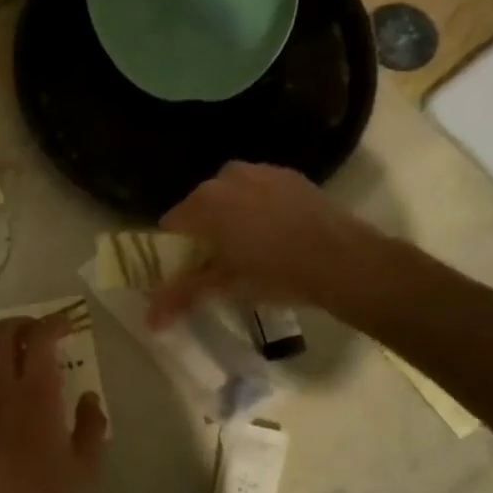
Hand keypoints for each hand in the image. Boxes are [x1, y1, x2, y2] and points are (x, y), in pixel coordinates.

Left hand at [0, 315, 105, 492]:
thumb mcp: (85, 465)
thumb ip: (91, 424)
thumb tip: (88, 398)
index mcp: (37, 393)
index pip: (40, 336)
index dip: (54, 322)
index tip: (67, 325)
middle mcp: (2, 388)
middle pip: (3, 333)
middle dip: (23, 324)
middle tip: (40, 334)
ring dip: (2, 349)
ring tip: (18, 363)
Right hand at [149, 162, 387, 323]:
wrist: (344, 260)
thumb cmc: (277, 274)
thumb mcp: (226, 287)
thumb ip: (182, 296)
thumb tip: (149, 321)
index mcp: (204, 203)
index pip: (171, 226)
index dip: (176, 252)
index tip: (190, 273)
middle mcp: (226, 177)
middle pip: (200, 208)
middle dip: (204, 234)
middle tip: (221, 267)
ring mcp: (260, 171)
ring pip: (231, 197)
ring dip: (232, 219)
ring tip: (251, 252)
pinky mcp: (289, 175)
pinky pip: (259, 192)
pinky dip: (259, 210)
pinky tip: (277, 236)